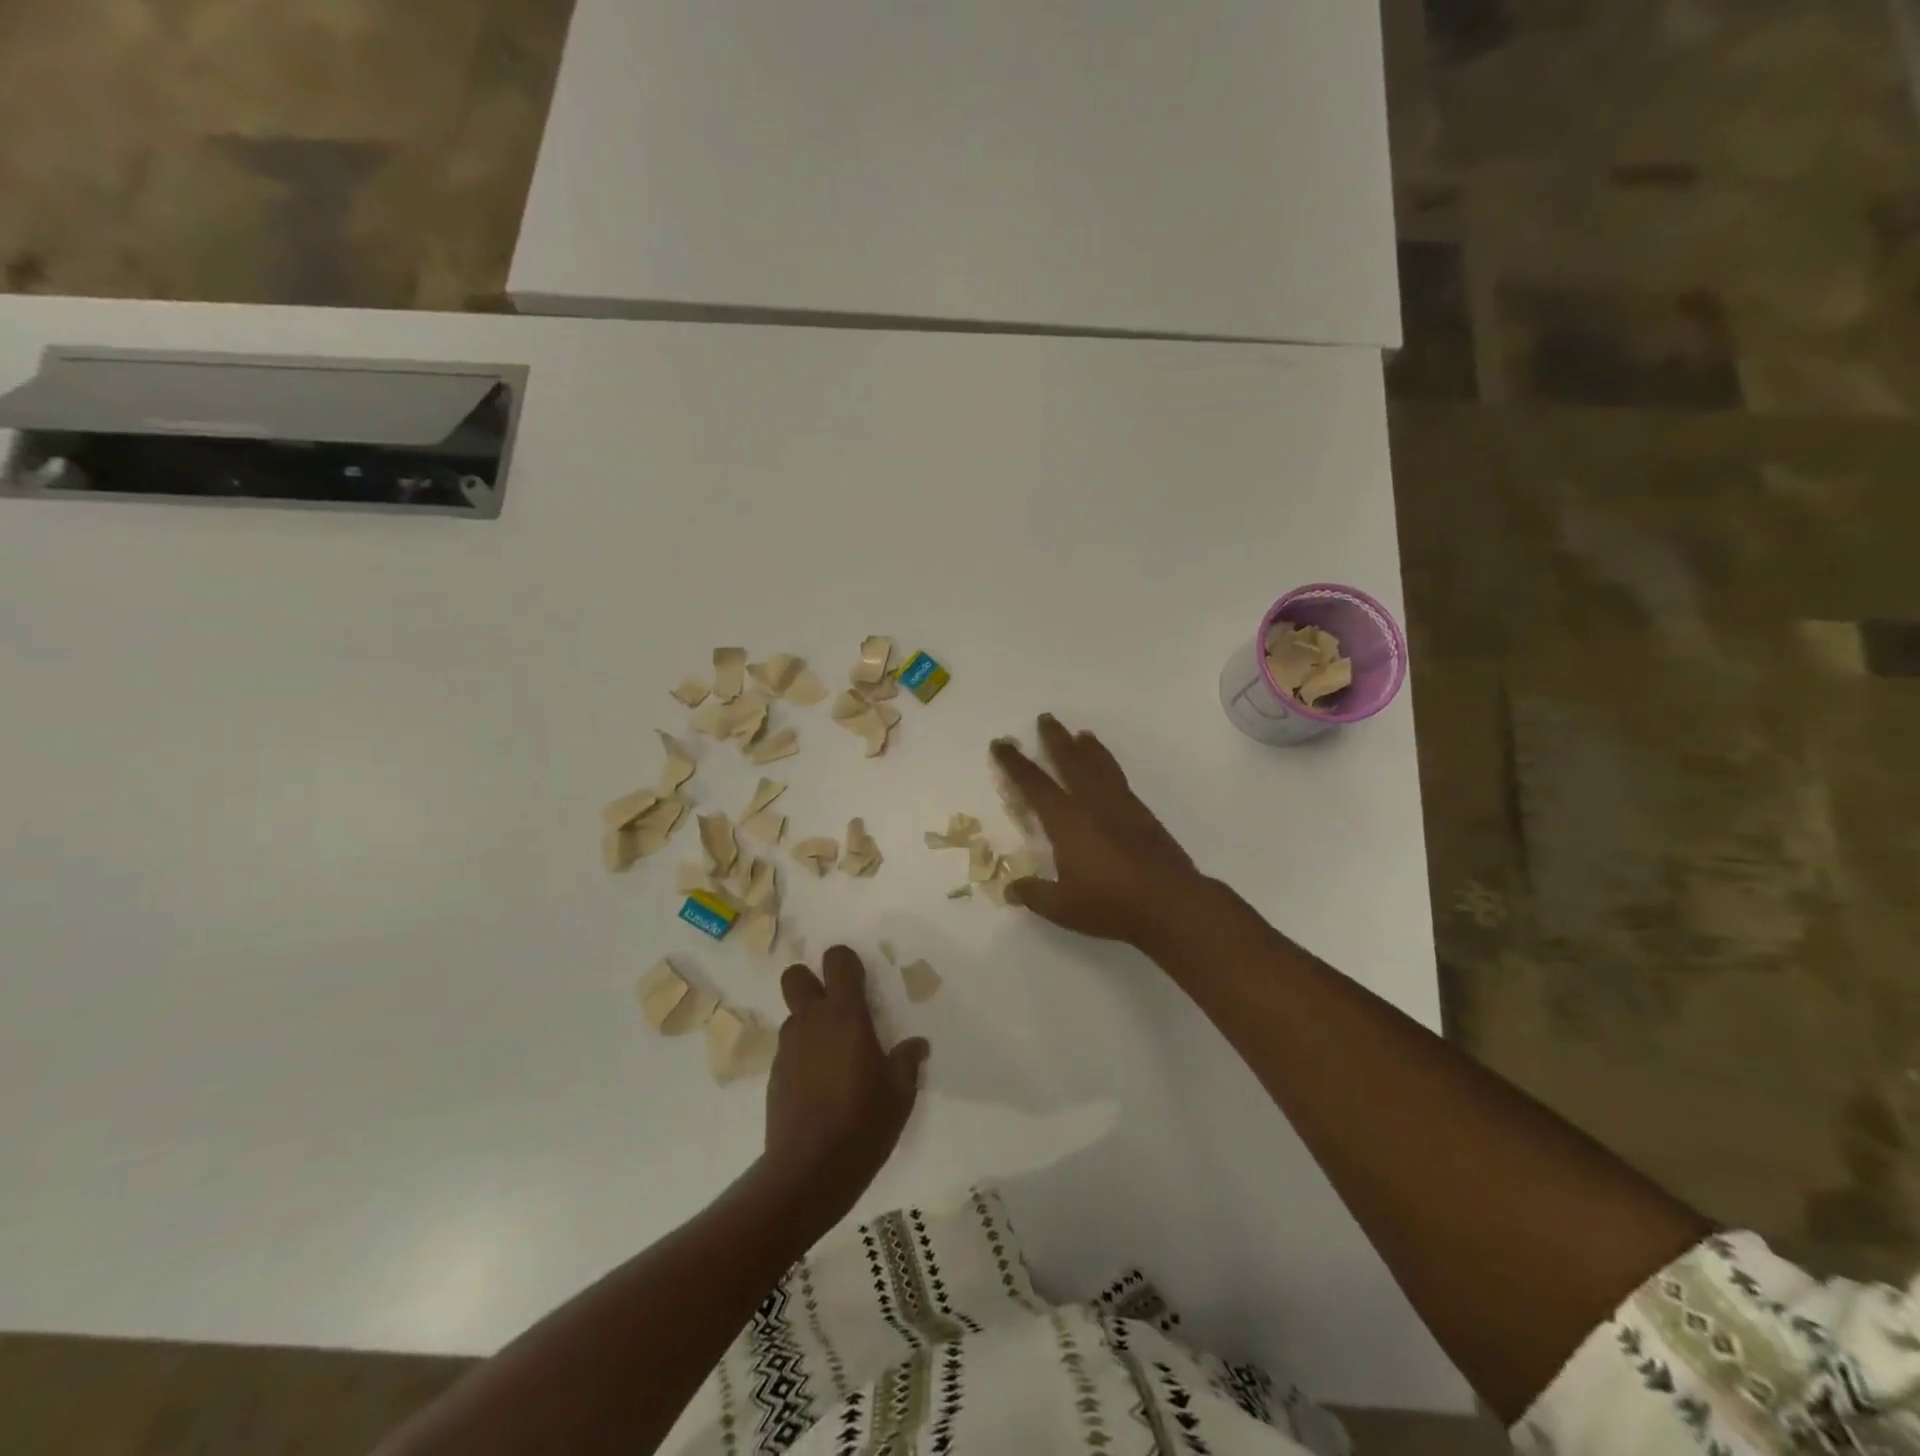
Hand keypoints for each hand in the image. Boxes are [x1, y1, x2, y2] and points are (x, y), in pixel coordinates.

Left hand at [764, 946, 929, 1211]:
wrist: (811, 1170)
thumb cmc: (864, 1121)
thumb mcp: (900, 1092)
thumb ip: (907, 1061)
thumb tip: (917, 1045)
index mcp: (845, 1014)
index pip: (837, 960)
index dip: (847, 963)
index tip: (862, 982)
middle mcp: (811, 1021)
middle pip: (795, 976)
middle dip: (811, 982)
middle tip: (836, 1008)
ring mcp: (788, 1048)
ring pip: (793, 1016)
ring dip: (809, 1024)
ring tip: (833, 1057)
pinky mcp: (774, 1076)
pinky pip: (789, 1050)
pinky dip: (802, 1056)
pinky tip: (819, 1087)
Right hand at [992, 714, 1206, 948]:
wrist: (1170, 903)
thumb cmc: (1110, 904)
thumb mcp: (1062, 908)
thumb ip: (1034, 894)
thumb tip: (1012, 887)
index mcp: (1066, 820)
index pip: (1033, 784)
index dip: (1014, 763)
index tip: (1002, 744)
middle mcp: (1092, 803)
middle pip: (1070, 760)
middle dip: (1055, 739)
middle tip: (1046, 719)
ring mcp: (1121, 805)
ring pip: (1099, 765)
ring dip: (1087, 747)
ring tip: (1081, 734)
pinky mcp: (1143, 814)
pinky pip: (1118, 778)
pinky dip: (1108, 765)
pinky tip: (1108, 770)